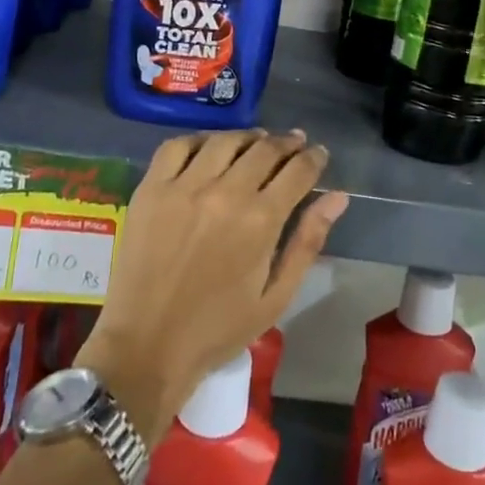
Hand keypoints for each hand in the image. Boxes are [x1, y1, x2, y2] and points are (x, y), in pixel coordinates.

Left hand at [79, 130, 346, 442]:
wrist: (146, 347)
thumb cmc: (218, 329)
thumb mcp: (275, 297)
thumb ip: (307, 241)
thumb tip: (337, 197)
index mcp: (260, 221)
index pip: (297, 170)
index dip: (314, 157)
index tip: (319, 154)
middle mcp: (225, 193)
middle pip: (265, 149)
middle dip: (287, 143)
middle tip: (295, 144)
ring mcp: (184, 187)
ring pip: (225, 141)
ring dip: (248, 137)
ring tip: (257, 141)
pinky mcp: (151, 189)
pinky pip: (177, 146)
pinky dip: (198, 140)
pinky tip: (209, 149)